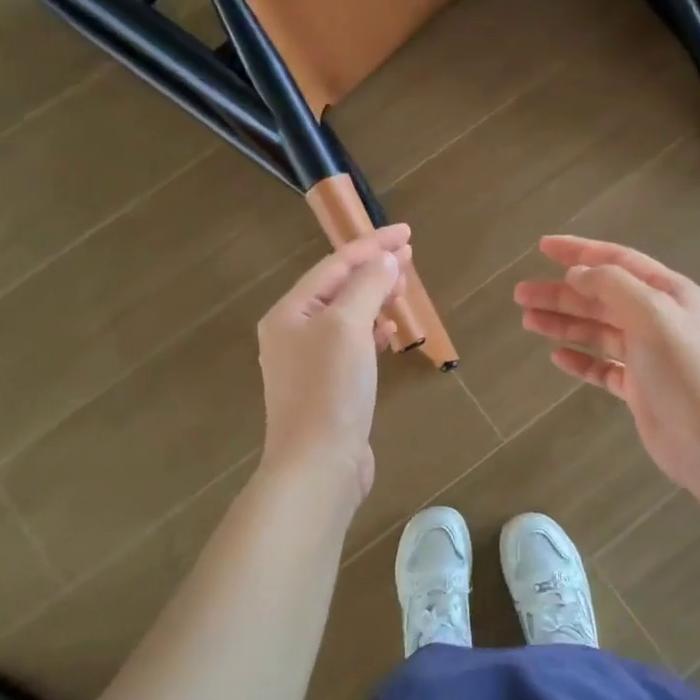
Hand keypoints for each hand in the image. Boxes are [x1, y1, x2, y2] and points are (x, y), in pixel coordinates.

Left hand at [257, 224, 410, 500]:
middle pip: (337, 289)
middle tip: (409, 259)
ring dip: (373, 299)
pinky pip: (351, 346)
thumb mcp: (348, 327)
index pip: (334, 265)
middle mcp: (293, 334)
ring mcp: (308, 364)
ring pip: (345, 317)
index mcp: (290, 313)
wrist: (318, 465)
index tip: (408, 233)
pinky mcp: (327, 389)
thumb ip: (367, 286)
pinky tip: (388, 333)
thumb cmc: (330, 390)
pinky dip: (371, 332)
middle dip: (372, 270)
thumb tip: (386, 260)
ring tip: (402, 290)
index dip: (372, 245)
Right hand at [515, 236, 699, 495]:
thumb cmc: (683, 371)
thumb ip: (613, 286)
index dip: (580, 252)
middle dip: (562, 293)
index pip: (618, 261)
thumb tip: (578, 272)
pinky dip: (581, 359)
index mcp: (669, 294)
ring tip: (528, 321)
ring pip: (598, 331)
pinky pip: (603, 367)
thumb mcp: (652, 315)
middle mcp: (659, 319)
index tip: (543, 247)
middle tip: (521, 294)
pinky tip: (557, 356)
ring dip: (564, 323)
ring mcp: (648, 355)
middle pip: (602, 297)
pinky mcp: (638, 388)